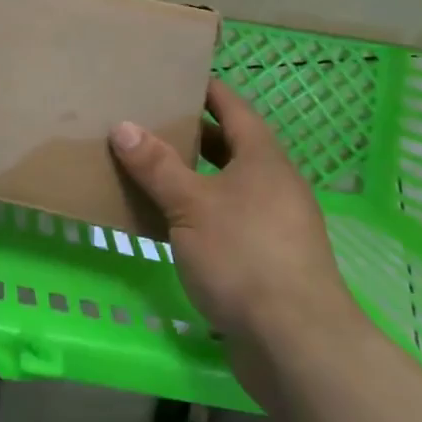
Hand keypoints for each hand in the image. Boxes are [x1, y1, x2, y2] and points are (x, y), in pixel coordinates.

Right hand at [108, 79, 359, 347]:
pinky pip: (226, 221)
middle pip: (228, 146)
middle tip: (145, 121)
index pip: (231, 107)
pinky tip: (166, 223)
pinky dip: (197, 214)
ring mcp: (273, 224)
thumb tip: (123, 126)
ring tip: (146, 167)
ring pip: (225, 186)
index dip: (204, 89)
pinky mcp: (267, 261)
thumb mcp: (190, 205)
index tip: (171, 76)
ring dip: (191, 177)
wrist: (297, 345)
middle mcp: (273, 184)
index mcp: (262, 158)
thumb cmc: (244, 256)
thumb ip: (156, 165)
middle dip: (190, 134)